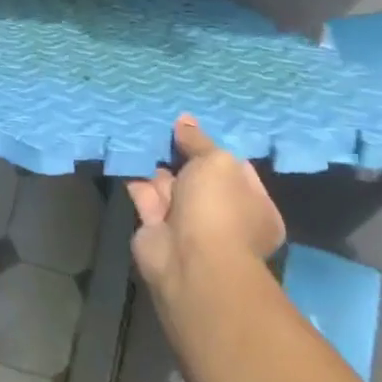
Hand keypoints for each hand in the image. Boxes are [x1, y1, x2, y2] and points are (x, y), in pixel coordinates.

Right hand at [127, 115, 285, 304]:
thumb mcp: (216, 162)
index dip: (214, 148)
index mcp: (254, 206)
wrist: (190, 261)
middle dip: (181, 156)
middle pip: (200, 178)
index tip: (192, 129)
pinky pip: (146, 196)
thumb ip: (199, 141)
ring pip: (171, 186)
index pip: (236, 170)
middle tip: (162, 127)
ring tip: (140, 134)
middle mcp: (223, 217)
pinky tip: (128, 153)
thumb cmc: (219, 208)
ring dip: (156, 165)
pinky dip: (136, 178)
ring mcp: (189, 226)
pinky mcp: (157, 230)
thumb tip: (185, 121)